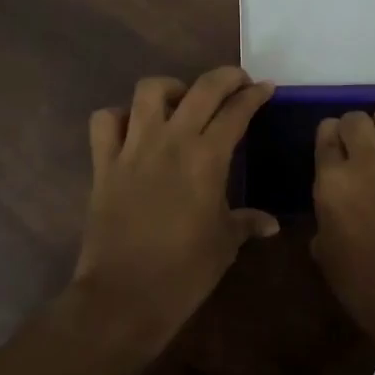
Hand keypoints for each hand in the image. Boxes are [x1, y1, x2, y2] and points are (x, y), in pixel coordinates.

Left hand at [73, 67, 276, 354]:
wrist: (124, 297)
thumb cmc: (184, 272)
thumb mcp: (225, 244)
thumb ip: (247, 222)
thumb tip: (271, 223)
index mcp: (207, 158)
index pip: (236, 111)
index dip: (254, 95)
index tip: (265, 88)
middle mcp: (171, 141)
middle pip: (201, 88)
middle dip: (225, 77)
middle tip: (238, 82)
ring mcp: (133, 148)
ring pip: (149, 91)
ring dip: (170, 88)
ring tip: (181, 101)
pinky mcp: (103, 163)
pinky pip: (105, 121)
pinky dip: (119, 117)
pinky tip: (133, 129)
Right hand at [310, 107, 374, 346]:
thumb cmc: (366, 288)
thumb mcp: (328, 255)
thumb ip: (325, 218)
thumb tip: (332, 211)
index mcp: (332, 183)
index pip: (325, 133)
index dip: (328, 140)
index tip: (331, 154)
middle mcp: (365, 163)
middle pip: (355, 118)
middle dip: (351, 129)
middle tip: (353, 151)